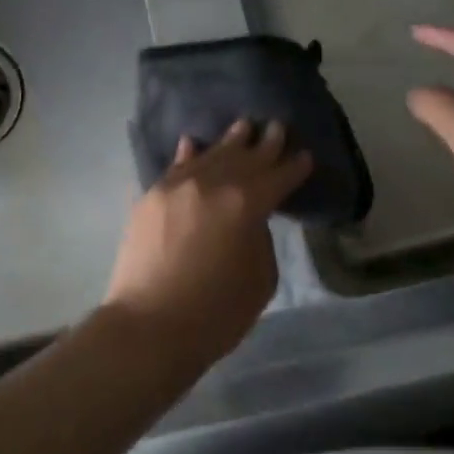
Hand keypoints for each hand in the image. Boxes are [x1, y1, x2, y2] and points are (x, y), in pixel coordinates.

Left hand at [102, 119, 312, 361]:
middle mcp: (211, 184)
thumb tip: (248, 219)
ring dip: (229, 141)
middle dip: (265, 143)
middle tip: (277, 126)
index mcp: (246, 203)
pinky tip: (193, 142)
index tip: (305, 155)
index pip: (278, 176)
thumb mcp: (260, 279)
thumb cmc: (215, 313)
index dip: (294, 166)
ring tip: (243, 125)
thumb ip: (259, 238)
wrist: (148, 327)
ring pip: (209, 155)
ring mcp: (177, 186)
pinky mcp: (150, 197)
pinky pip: (175, 167)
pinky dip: (188, 154)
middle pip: (244, 157)